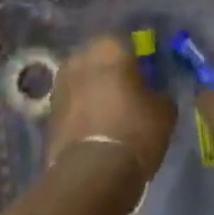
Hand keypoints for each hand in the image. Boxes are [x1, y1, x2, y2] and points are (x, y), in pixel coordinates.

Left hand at [46, 34, 174, 186]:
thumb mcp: (165, 111)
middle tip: (128, 92)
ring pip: (83, 80)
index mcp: (109, 47)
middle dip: (111, 72)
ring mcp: (60, 83)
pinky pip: (72, 102)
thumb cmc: (134, 130)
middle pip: (100, 59)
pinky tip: (96, 127)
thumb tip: (154, 93)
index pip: (127, 42)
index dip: (138, 59)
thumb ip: (159, 92)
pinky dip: (82, 109)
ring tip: (111, 112)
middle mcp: (80, 57)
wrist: (92, 172)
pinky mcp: (48, 110)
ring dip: (94, 90)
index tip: (147, 76)